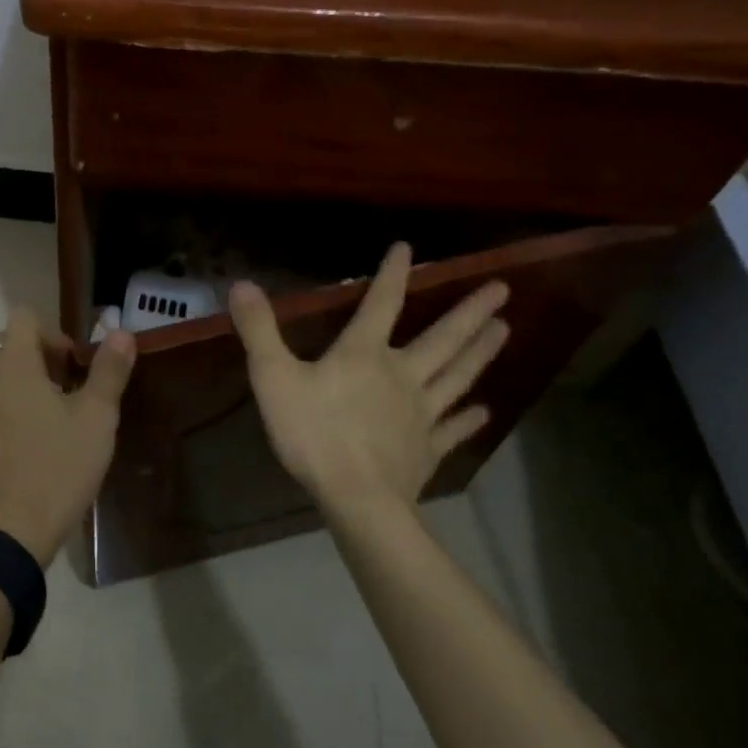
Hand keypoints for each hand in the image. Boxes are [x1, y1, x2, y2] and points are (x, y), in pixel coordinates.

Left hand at [0, 309, 136, 565]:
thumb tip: (121, 332)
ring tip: (47, 421)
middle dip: (37, 358)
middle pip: (7, 345)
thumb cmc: (58, 469)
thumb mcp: (96, 420)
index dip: (51, 330)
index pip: (22, 316)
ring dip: (19, 384)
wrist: (9, 533)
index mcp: (14, 366)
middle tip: (66, 392)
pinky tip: (25, 448)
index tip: (72, 364)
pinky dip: (2, 411)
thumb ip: (109, 371)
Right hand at [228, 243, 508, 520]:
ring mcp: (421, 414)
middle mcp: (402, 376)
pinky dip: (470, 418)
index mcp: (364, 354)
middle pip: (442, 340)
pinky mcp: (428, 449)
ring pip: (457, 376)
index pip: (382, 304)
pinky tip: (485, 411)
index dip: (393, 274)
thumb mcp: (273, 376)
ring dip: (481, 353)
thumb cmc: (313, 433)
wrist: (357, 499)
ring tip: (505, 330)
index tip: (407, 248)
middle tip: (502, 290)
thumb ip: (259, 330)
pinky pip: (453, 429)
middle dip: (469, 313)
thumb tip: (242, 283)